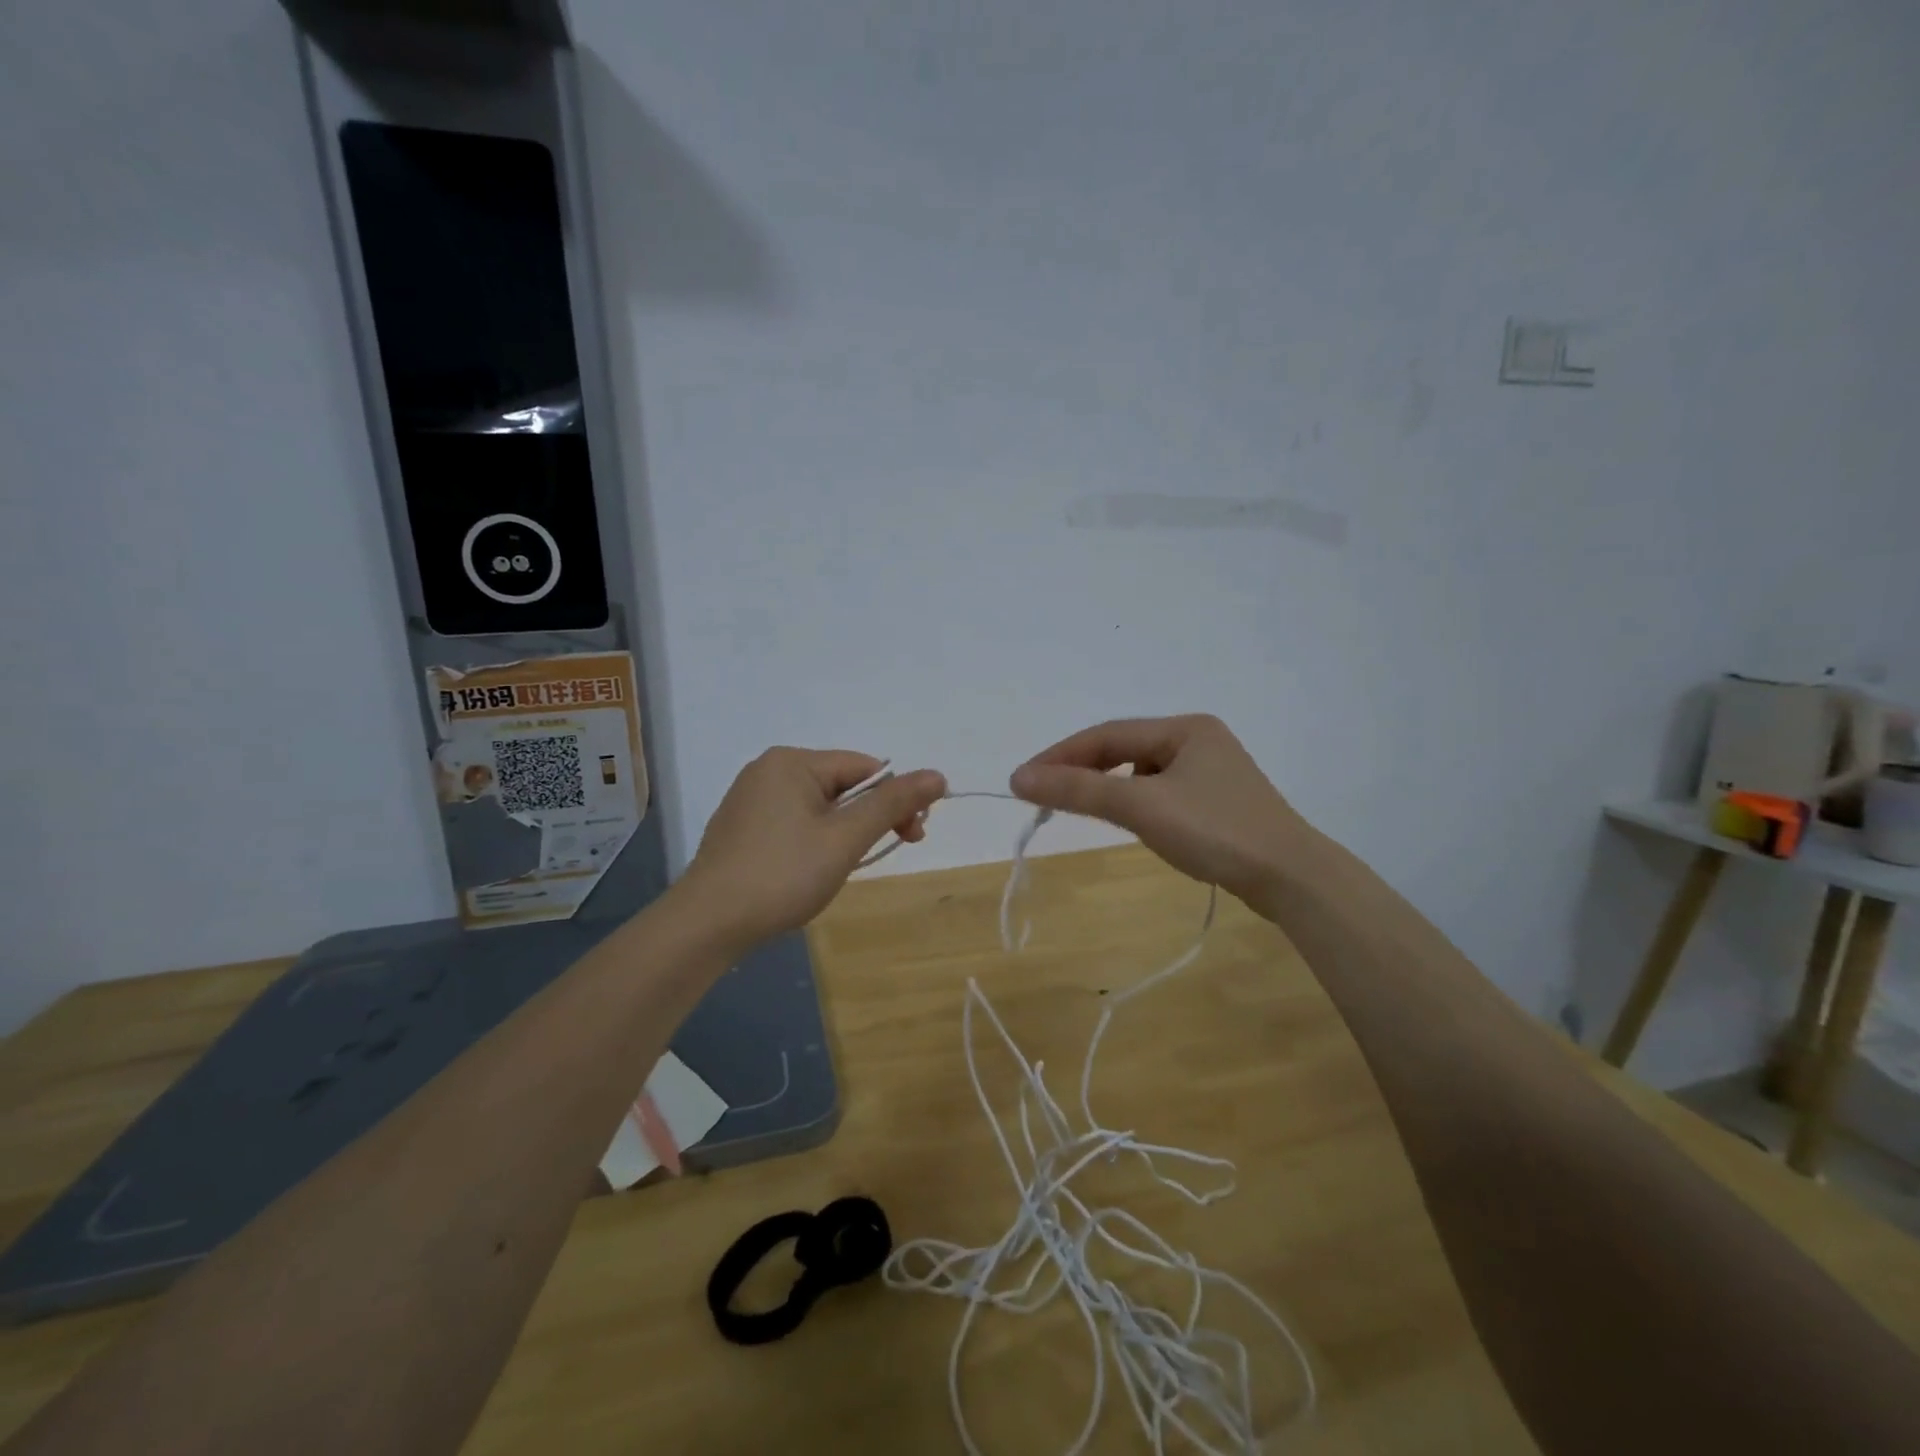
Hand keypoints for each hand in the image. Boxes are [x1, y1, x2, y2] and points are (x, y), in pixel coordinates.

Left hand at [683, 749, 945, 948]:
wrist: (706, 924)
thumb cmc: (782, 875)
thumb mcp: (845, 838)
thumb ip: (892, 804)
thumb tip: (938, 774)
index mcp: (793, 761)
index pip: (864, 768)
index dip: (896, 799)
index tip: (913, 836)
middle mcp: (768, 770)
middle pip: (842, 785)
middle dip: (870, 818)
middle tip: (888, 852)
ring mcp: (750, 798)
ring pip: (819, 807)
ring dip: (844, 833)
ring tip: (843, 868)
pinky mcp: (741, 827)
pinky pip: (794, 821)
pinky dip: (815, 840)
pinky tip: (811, 870)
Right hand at [1010, 715, 1312, 904]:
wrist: (1292, 879)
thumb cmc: (1215, 831)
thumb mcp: (1141, 806)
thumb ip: (1079, 789)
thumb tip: (1018, 777)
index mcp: (1184, 728)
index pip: (1106, 735)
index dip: (1060, 756)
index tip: (1023, 780)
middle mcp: (1198, 740)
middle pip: (1123, 749)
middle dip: (1083, 770)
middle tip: (1044, 796)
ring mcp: (1212, 772)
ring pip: (1141, 772)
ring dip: (1108, 787)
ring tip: (1083, 808)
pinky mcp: (1217, 802)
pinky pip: (1160, 792)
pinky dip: (1135, 803)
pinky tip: (1133, 822)